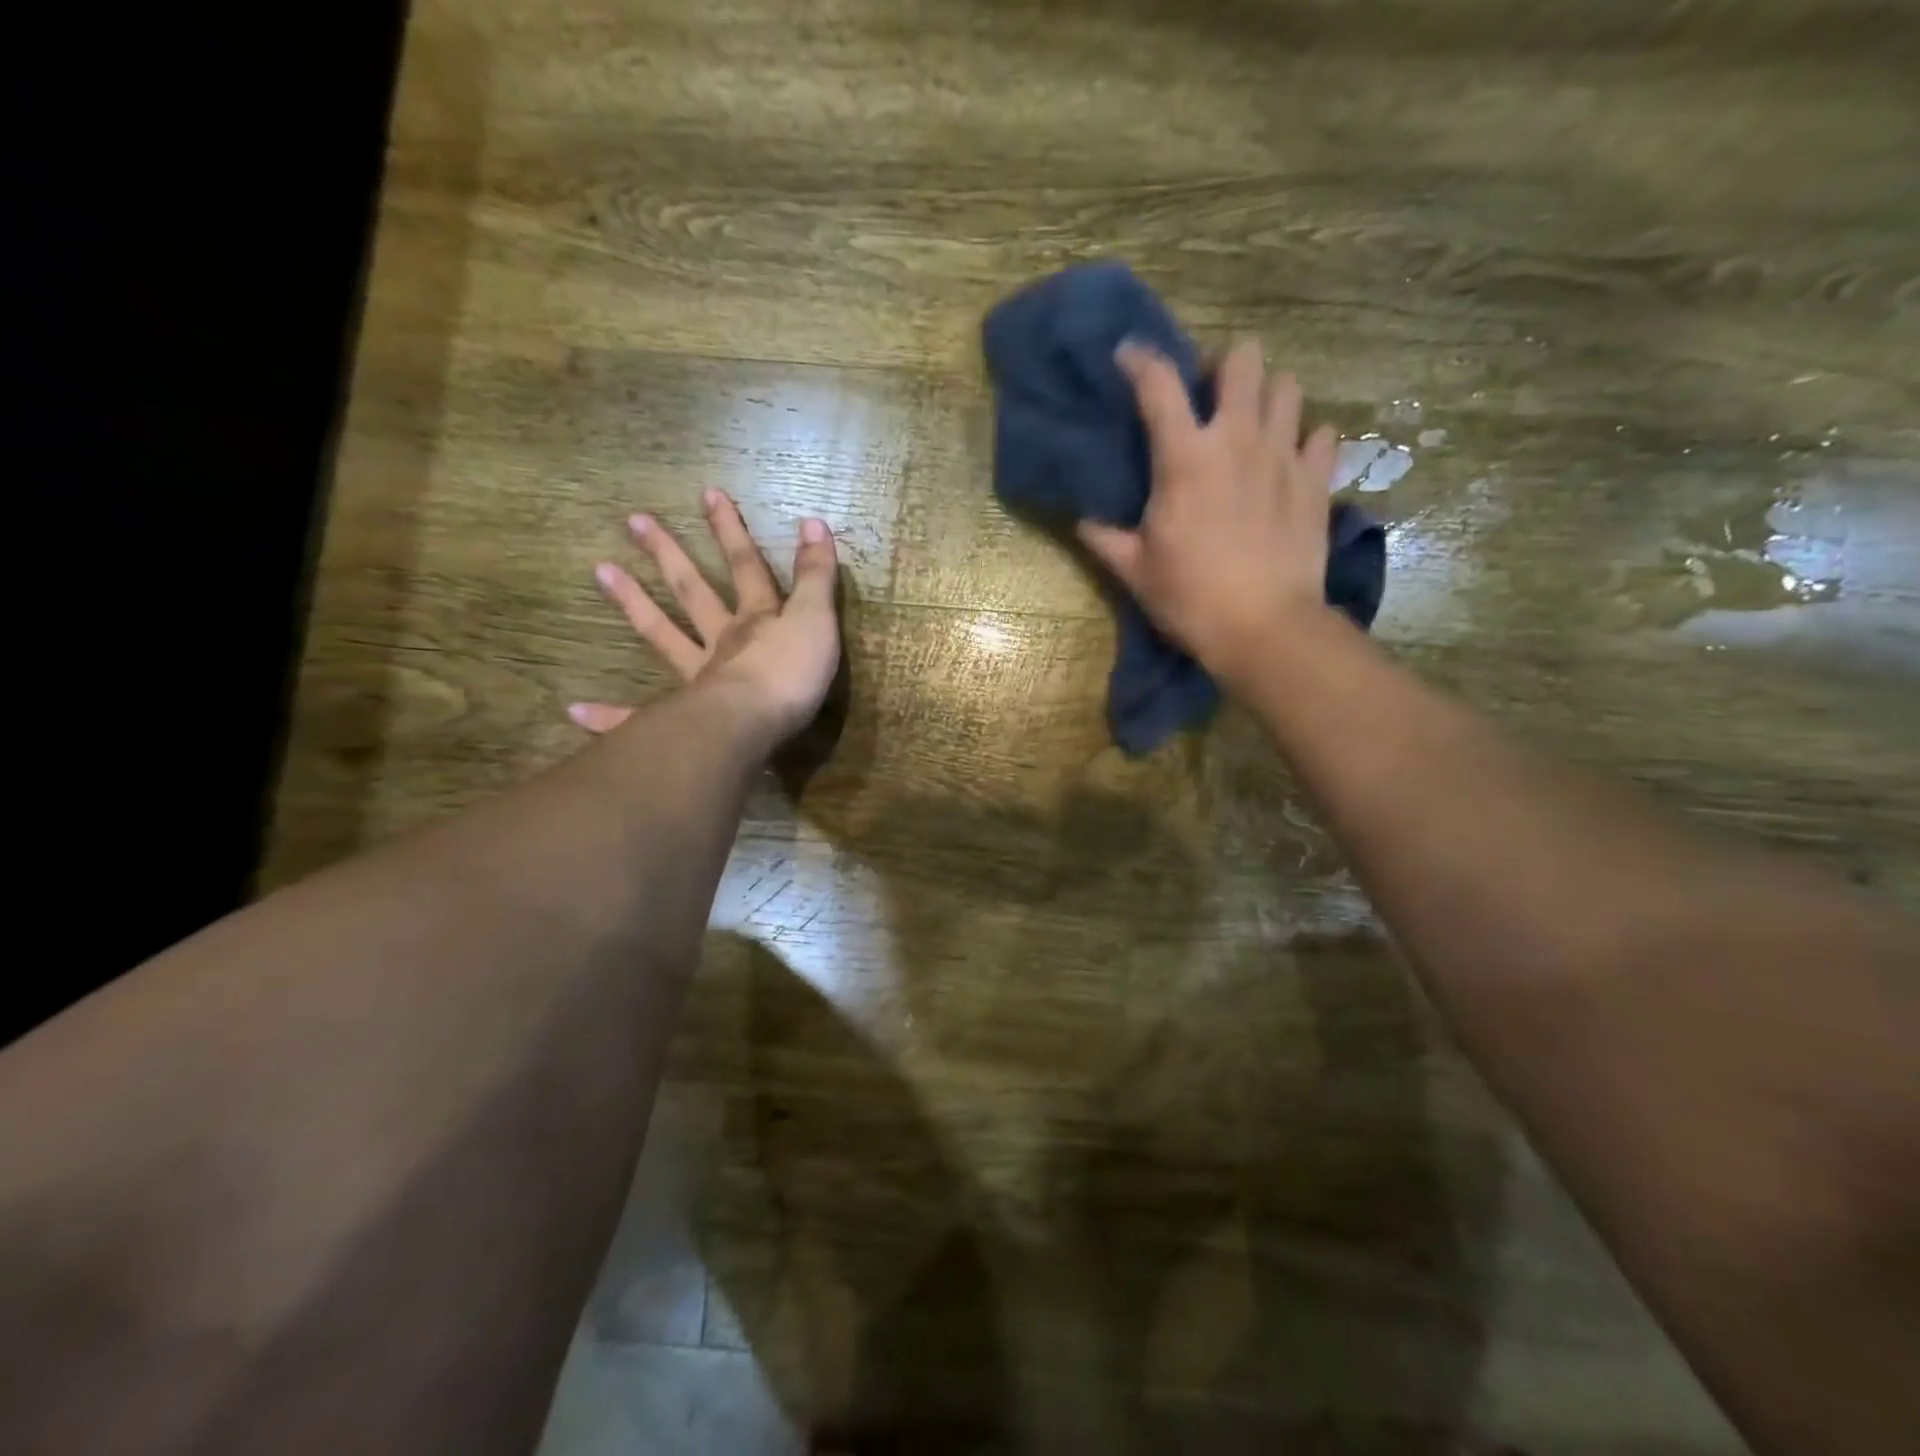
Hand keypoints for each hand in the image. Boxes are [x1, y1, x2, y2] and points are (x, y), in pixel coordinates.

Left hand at [569, 489, 839, 748]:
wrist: (754, 724)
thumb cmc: (791, 674)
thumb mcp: (816, 620)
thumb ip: (816, 576)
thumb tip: (813, 521)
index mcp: (756, 620)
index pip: (745, 567)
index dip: (732, 531)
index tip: (708, 493)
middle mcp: (721, 641)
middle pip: (693, 591)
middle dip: (669, 555)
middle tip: (634, 521)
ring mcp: (697, 677)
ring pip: (662, 635)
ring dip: (633, 603)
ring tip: (600, 570)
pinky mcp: (681, 717)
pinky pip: (639, 716)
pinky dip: (608, 716)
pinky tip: (574, 711)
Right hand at [1077, 339, 1338, 684]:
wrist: (1263, 627)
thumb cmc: (1189, 597)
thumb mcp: (1135, 570)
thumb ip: (1105, 538)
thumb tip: (1083, 522)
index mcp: (1185, 457)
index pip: (1158, 383)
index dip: (1140, 360)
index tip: (1129, 355)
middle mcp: (1238, 439)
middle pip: (1243, 360)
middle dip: (1223, 368)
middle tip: (1211, 400)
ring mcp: (1284, 455)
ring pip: (1288, 386)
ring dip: (1268, 397)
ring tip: (1253, 426)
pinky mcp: (1317, 480)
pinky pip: (1322, 435)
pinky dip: (1306, 440)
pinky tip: (1291, 462)